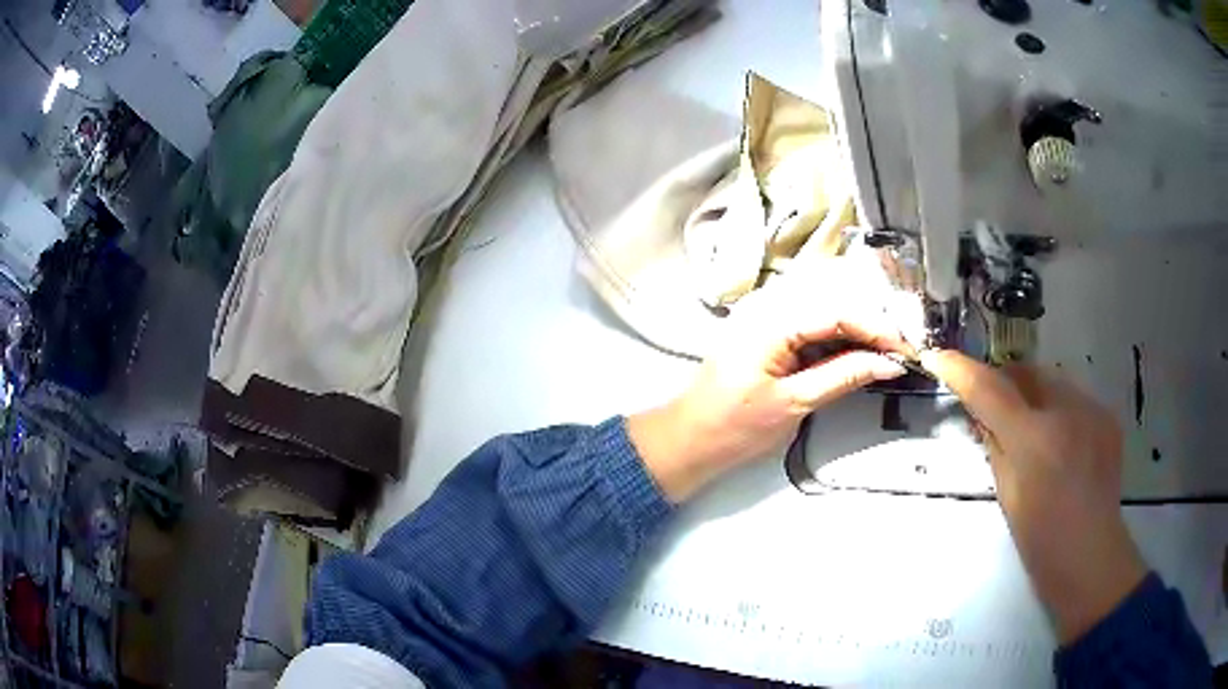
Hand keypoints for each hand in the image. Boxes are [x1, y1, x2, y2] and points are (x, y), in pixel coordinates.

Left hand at [627, 262, 911, 501]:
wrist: (690, 439)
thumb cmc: (735, 426)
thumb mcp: (794, 403)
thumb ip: (843, 376)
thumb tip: (888, 363)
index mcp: (771, 320)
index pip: (837, 312)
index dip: (876, 328)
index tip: (906, 348)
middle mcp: (768, 306)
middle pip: (833, 304)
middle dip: (870, 326)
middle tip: (901, 350)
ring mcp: (765, 317)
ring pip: (824, 313)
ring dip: (856, 332)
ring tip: (887, 353)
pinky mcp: (767, 332)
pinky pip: (810, 326)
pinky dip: (836, 340)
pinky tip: (857, 354)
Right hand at [920, 350, 1146, 644]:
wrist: (1091, 558)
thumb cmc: (1041, 541)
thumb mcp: (1007, 496)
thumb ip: (995, 447)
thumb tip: (983, 416)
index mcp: (1034, 441)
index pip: (989, 390)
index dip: (961, 369)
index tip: (939, 357)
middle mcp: (1066, 412)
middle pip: (1027, 372)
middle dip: (1006, 381)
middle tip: (995, 407)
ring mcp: (1092, 410)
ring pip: (1053, 381)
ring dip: (1035, 395)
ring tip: (1034, 430)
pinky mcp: (1108, 417)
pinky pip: (1076, 399)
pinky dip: (1061, 411)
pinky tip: (1063, 444)